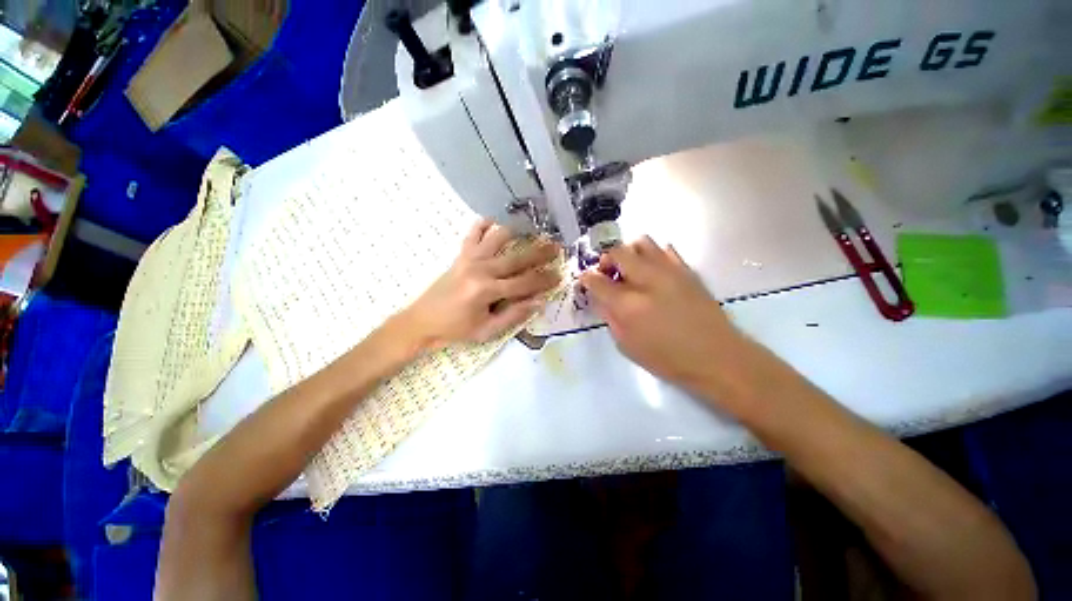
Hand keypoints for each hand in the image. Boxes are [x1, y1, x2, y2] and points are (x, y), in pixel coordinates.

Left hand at [400, 220, 561, 350]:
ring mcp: (469, 259)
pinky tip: (495, 223)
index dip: (544, 280)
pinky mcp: (460, 255)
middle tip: (556, 246)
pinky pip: (473, 233)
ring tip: (531, 233)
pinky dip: (484, 225)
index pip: (524, 283)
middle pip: (516, 258)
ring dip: (516, 234)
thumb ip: (514, 315)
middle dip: (539, 253)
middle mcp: (480, 269)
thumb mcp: (488, 330)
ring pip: (497, 238)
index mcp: (487, 291)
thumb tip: (539, 302)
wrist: (422, 321)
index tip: (559, 274)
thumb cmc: (456, 330)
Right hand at [579, 237, 743, 392]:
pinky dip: (652, 256)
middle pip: (617, 252)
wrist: (716, 356)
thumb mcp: (627, 345)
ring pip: (641, 242)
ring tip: (629, 270)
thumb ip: (610, 317)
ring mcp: (669, 271)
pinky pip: (664, 249)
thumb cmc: (667, 358)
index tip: (586, 281)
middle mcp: (646, 280)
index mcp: (627, 304)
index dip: (587, 278)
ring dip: (628, 253)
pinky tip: (653, 272)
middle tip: (607, 274)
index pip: (596, 280)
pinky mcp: (686, 269)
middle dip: (606, 260)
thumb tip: (600, 298)